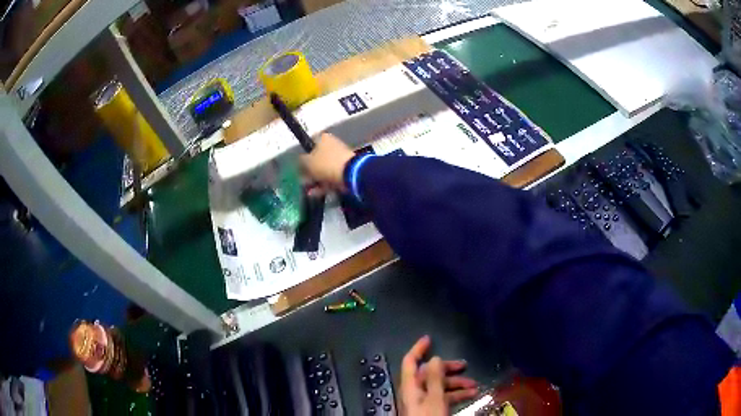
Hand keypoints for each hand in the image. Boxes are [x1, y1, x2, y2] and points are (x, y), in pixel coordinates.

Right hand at [300, 133, 354, 191]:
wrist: (349, 174)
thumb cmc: (325, 163)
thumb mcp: (307, 162)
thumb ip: (301, 161)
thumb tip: (301, 161)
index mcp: (323, 138)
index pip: (310, 144)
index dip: (303, 155)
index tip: (299, 166)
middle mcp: (332, 145)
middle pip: (317, 158)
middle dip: (309, 171)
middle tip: (303, 180)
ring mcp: (339, 158)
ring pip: (323, 169)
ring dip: (315, 180)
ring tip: (308, 190)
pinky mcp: (345, 171)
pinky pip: (331, 177)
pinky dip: (323, 185)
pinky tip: (314, 193)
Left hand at [400, 336, 478, 415]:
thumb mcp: (434, 399)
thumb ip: (434, 379)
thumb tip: (434, 358)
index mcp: (411, 386)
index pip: (410, 362)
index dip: (418, 349)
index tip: (430, 338)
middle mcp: (415, 392)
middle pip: (430, 374)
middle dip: (448, 369)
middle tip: (465, 366)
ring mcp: (423, 402)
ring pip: (439, 386)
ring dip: (456, 384)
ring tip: (474, 385)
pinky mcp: (430, 410)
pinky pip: (443, 398)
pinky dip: (455, 395)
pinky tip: (471, 395)